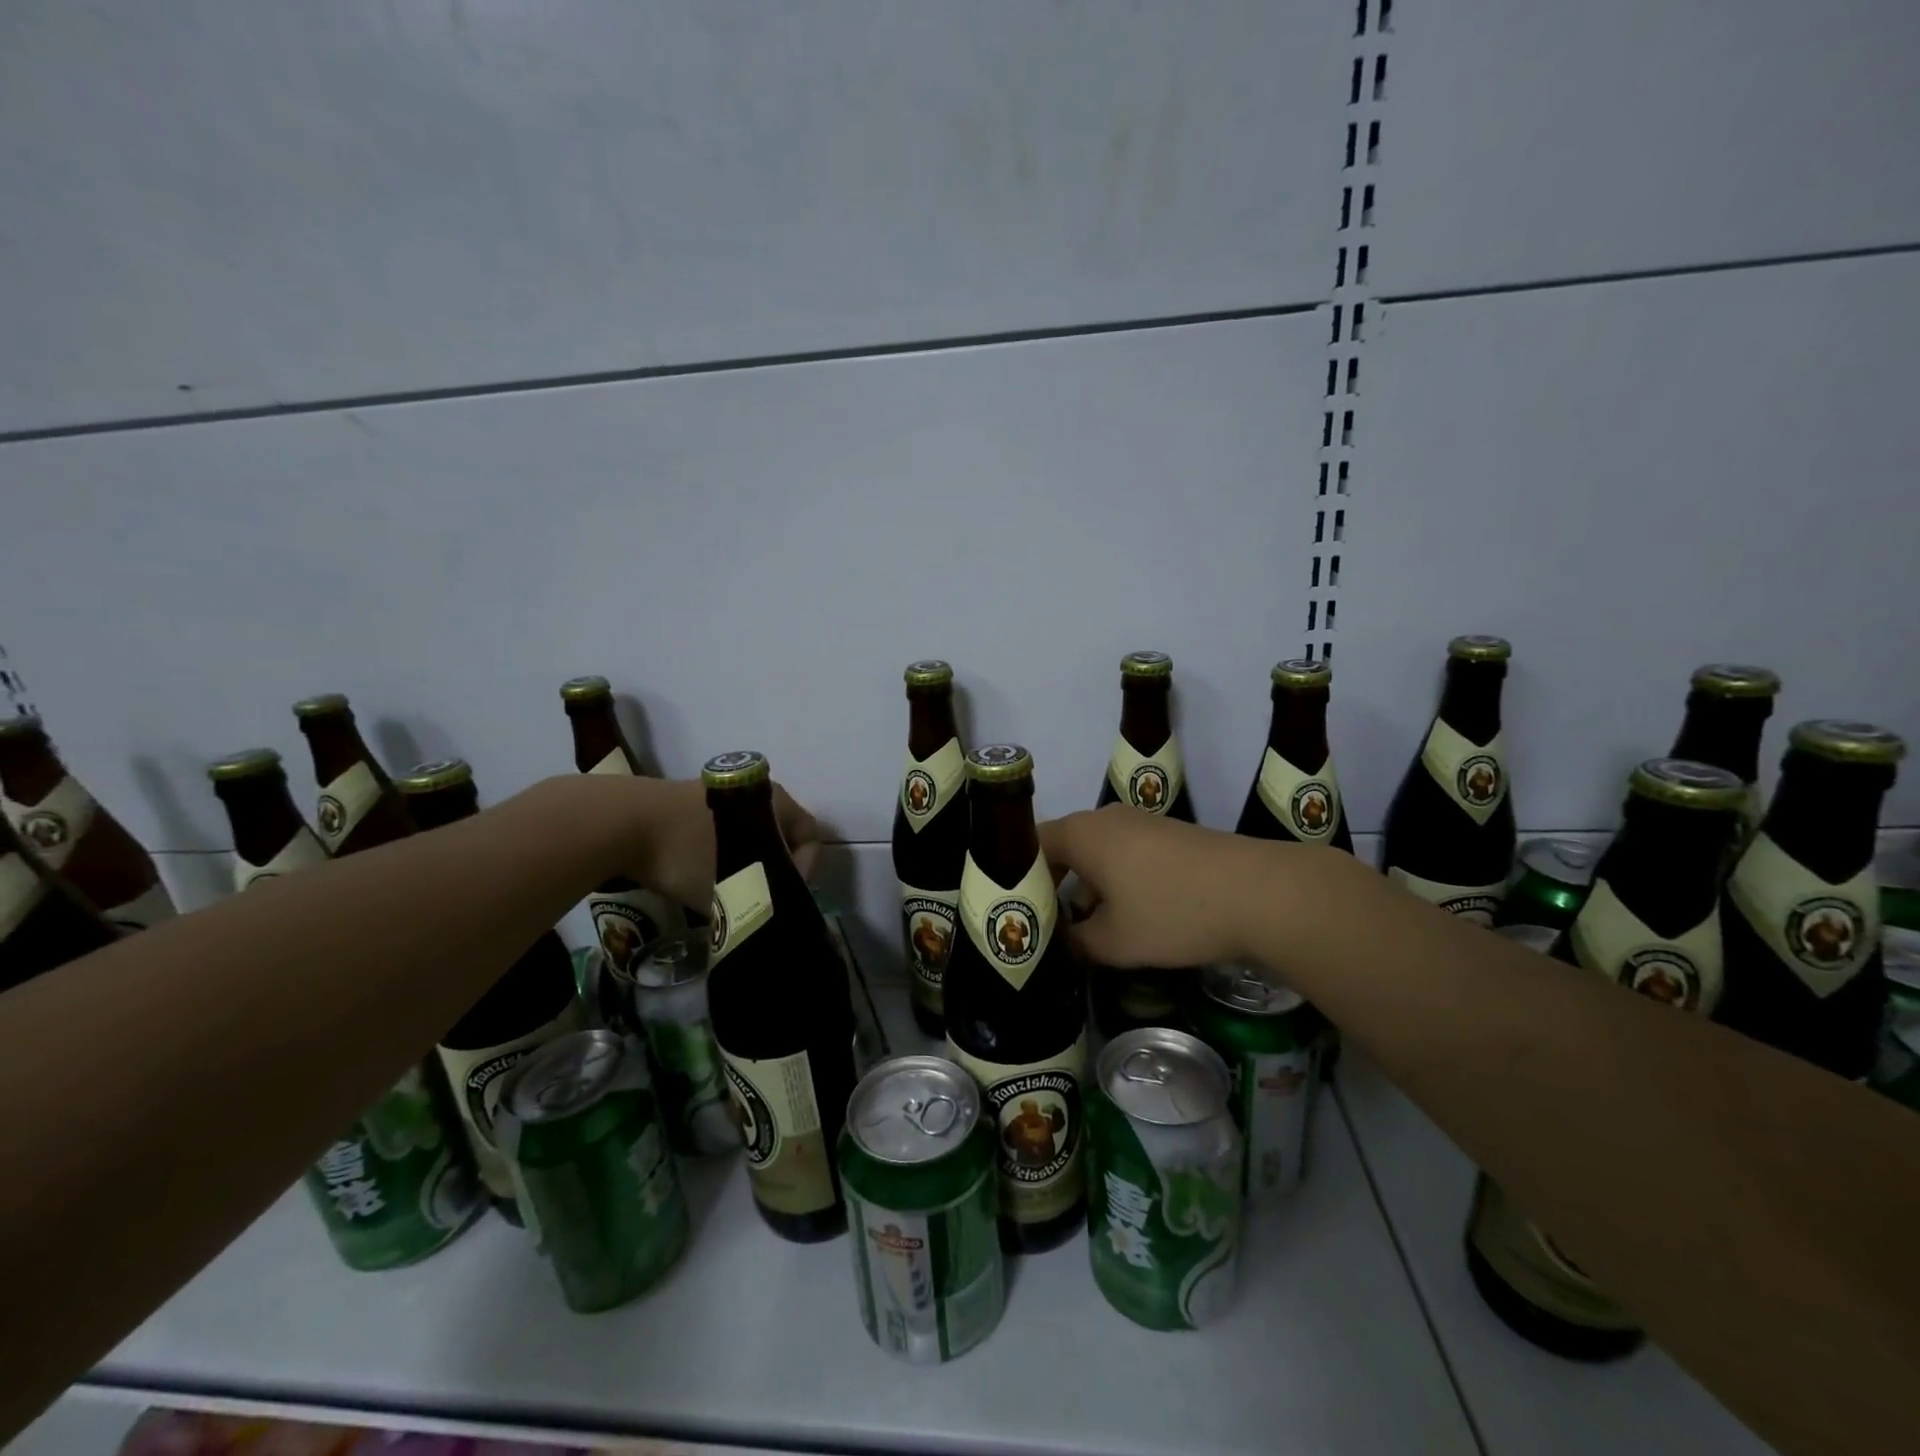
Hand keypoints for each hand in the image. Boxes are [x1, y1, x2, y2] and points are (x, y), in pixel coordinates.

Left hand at [624, 778, 820, 909]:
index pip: (810, 836)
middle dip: (774, 868)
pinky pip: (718, 830)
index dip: (806, 871)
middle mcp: (752, 790)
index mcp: (775, 801)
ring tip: (727, 892)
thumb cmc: (688, 854)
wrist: (618, 822)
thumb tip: (765, 921)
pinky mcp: (686, 800)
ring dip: (744, 862)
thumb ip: (759, 905)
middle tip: (760, 898)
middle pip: (780, 833)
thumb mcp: (732, 890)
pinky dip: (718, 853)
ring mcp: (717, 792)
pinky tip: (697, 876)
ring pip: (747, 833)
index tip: (783, 897)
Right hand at [1039, 805, 1263, 968]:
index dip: (1018, 878)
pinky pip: (1126, 855)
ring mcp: (1142, 823)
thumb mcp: (1114, 942)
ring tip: (1087, 930)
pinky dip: (1117, 882)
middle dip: (1054, 887)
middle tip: (1046, 925)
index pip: (1031, 846)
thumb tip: (1064, 943)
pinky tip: (1130, 917)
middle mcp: (1106, 818)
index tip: (1015, 913)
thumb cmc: (1172, 912)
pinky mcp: (1171, 836)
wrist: (1260, 893)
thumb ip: (1076, 943)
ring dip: (1088, 887)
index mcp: (1082, 833)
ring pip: (1097, 853)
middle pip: (1064, 848)